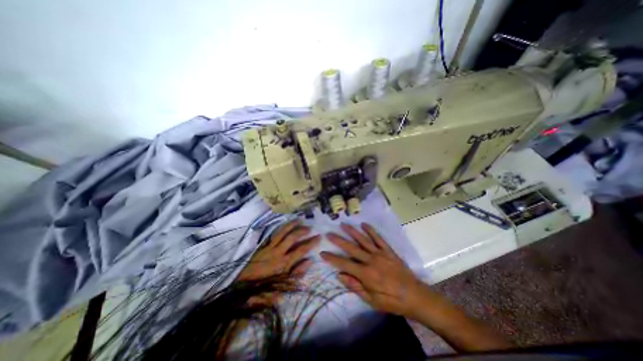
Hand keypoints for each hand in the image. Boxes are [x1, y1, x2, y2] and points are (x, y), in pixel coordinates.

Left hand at [237, 220, 319, 281]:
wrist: (240, 287)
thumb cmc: (263, 288)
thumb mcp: (282, 285)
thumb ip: (297, 273)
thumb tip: (309, 261)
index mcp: (284, 263)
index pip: (301, 250)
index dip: (311, 242)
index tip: (319, 237)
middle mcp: (277, 252)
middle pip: (292, 237)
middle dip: (302, 231)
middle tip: (310, 227)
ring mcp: (269, 247)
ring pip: (282, 232)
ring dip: (292, 225)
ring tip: (300, 220)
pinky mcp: (263, 245)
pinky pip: (273, 233)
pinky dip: (280, 227)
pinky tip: (285, 224)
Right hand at [318, 222, 425, 316]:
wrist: (415, 296)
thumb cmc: (392, 301)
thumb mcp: (372, 300)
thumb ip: (355, 286)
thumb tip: (340, 275)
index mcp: (366, 274)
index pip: (344, 264)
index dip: (332, 258)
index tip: (322, 253)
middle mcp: (371, 260)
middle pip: (351, 248)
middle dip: (338, 240)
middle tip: (329, 234)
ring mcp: (380, 253)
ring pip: (363, 240)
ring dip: (352, 231)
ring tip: (343, 224)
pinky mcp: (388, 250)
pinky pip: (378, 238)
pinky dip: (371, 230)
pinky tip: (364, 224)